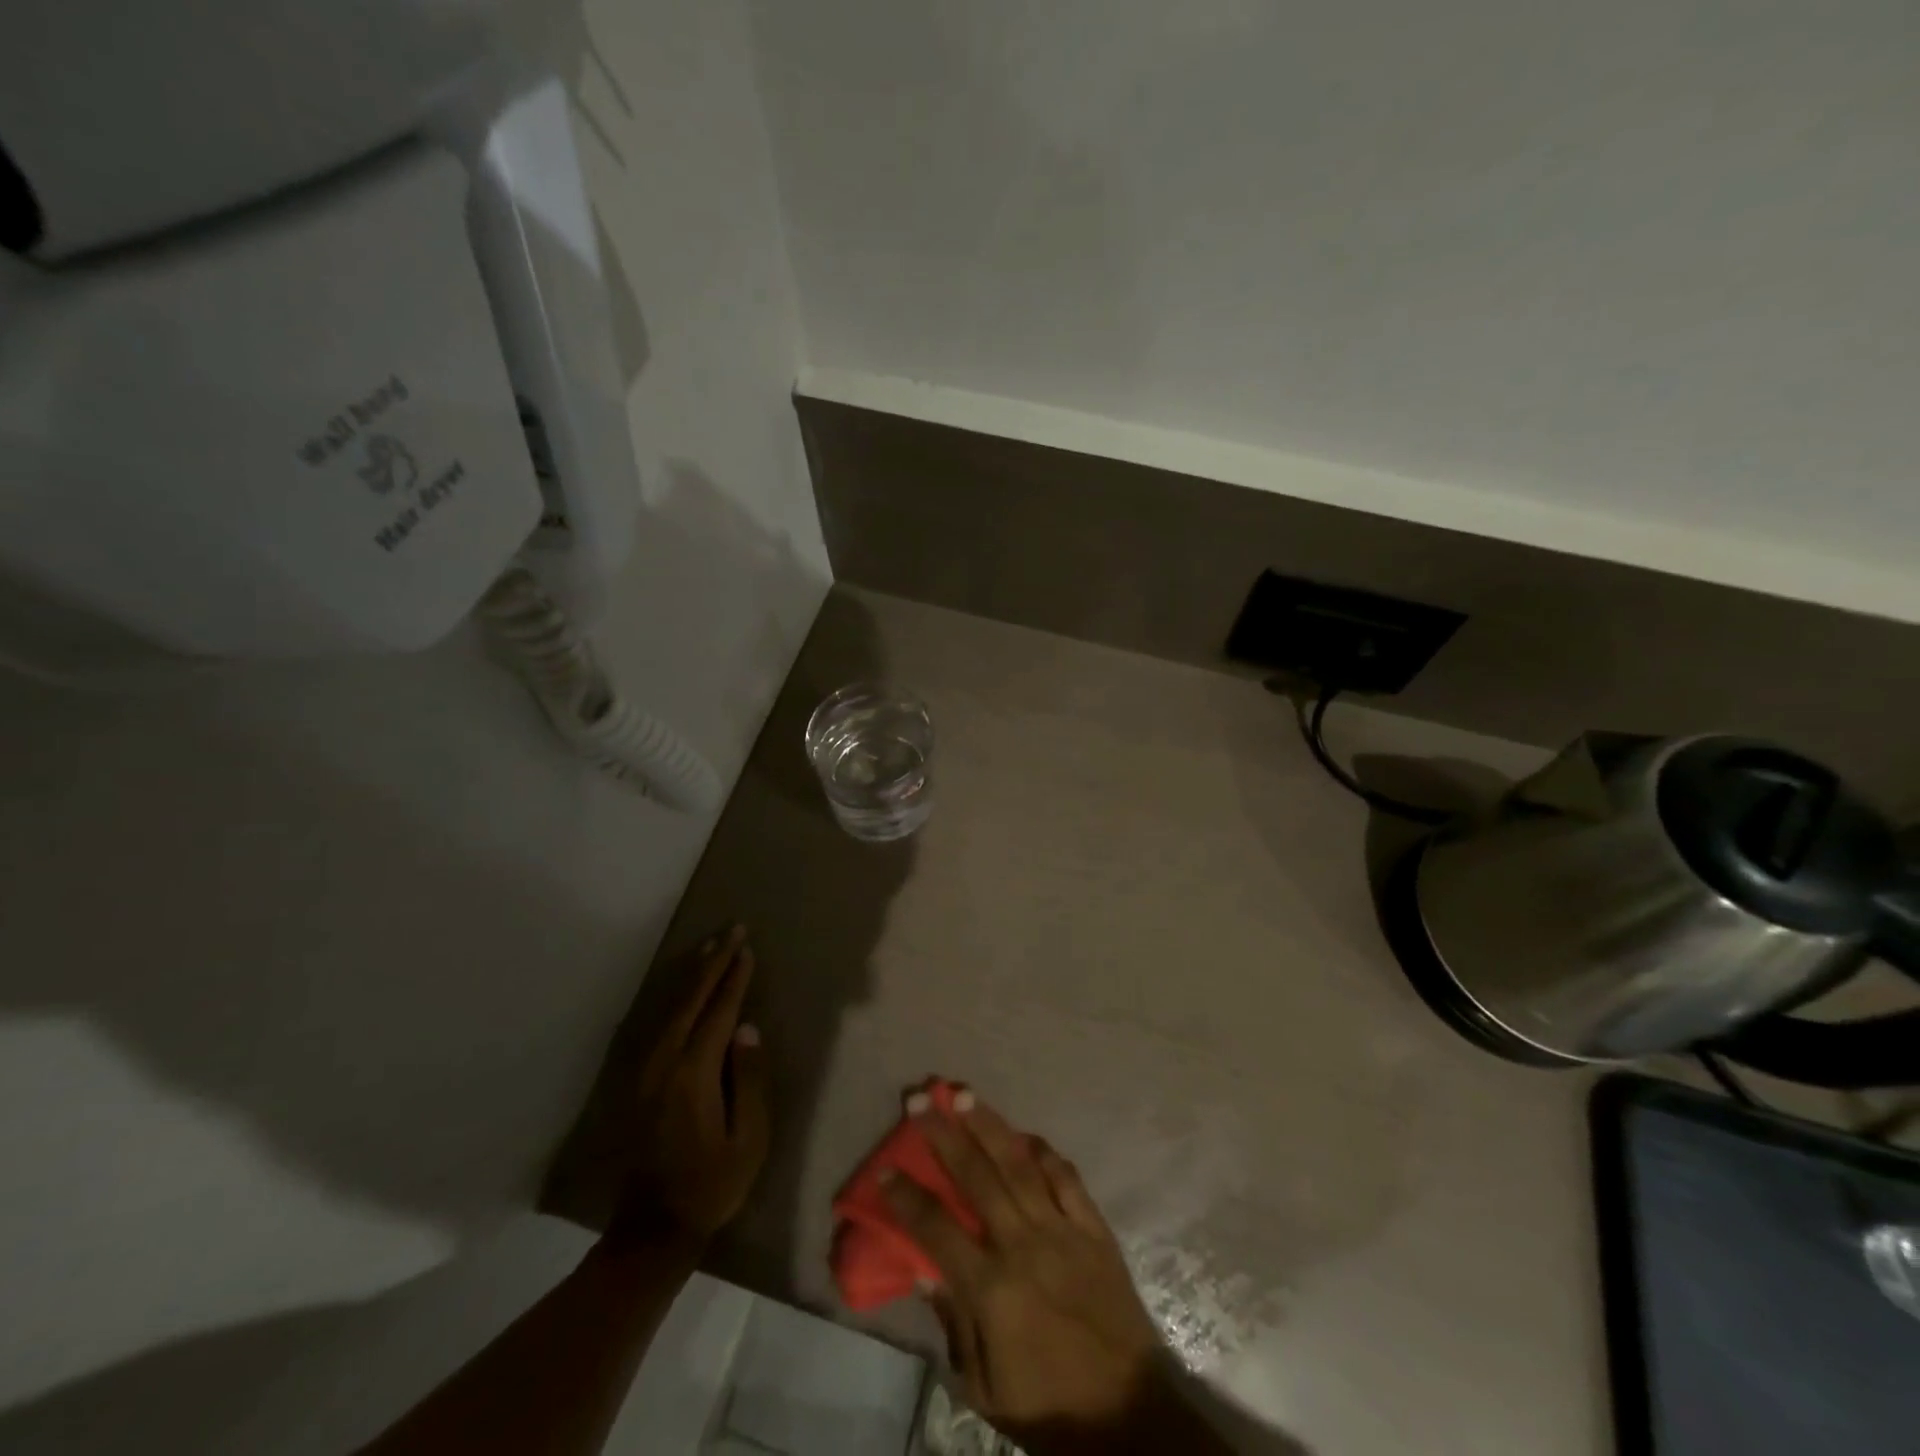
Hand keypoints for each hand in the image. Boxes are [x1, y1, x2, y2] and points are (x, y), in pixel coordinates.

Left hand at [611, 926, 768, 1249]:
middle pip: (690, 1001)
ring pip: (670, 1008)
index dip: (734, 979)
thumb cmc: (712, 1185)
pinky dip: (674, 998)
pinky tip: (682, 988)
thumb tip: (748, 1029)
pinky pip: (658, 1024)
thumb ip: (750, 1080)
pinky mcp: (637, 1081)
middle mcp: (664, 1064)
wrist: (653, 1230)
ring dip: (691, 975)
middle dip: (712, 963)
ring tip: (710, 948)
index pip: (718, 1013)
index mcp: (693, 1075)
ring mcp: (645, 1072)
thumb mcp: (749, 1139)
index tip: (748, 949)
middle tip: (732, 931)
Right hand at [882, 1090, 1177, 1454]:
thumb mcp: (984, 1387)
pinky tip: (1025, 1135)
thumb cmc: (1047, 1407)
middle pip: (976, 1177)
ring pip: (1019, 1164)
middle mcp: (1024, 1246)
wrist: (1128, 1416)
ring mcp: (1063, 1231)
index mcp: (992, 1290)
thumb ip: (954, 1323)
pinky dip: (1044, 1152)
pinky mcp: (1094, 1229)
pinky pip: (1067, 1178)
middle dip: (944, 1134)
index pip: (937, 1229)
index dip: (907, 1197)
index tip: (885, 1167)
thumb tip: (923, 1269)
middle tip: (921, 1100)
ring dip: (989, 1126)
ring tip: (964, 1095)